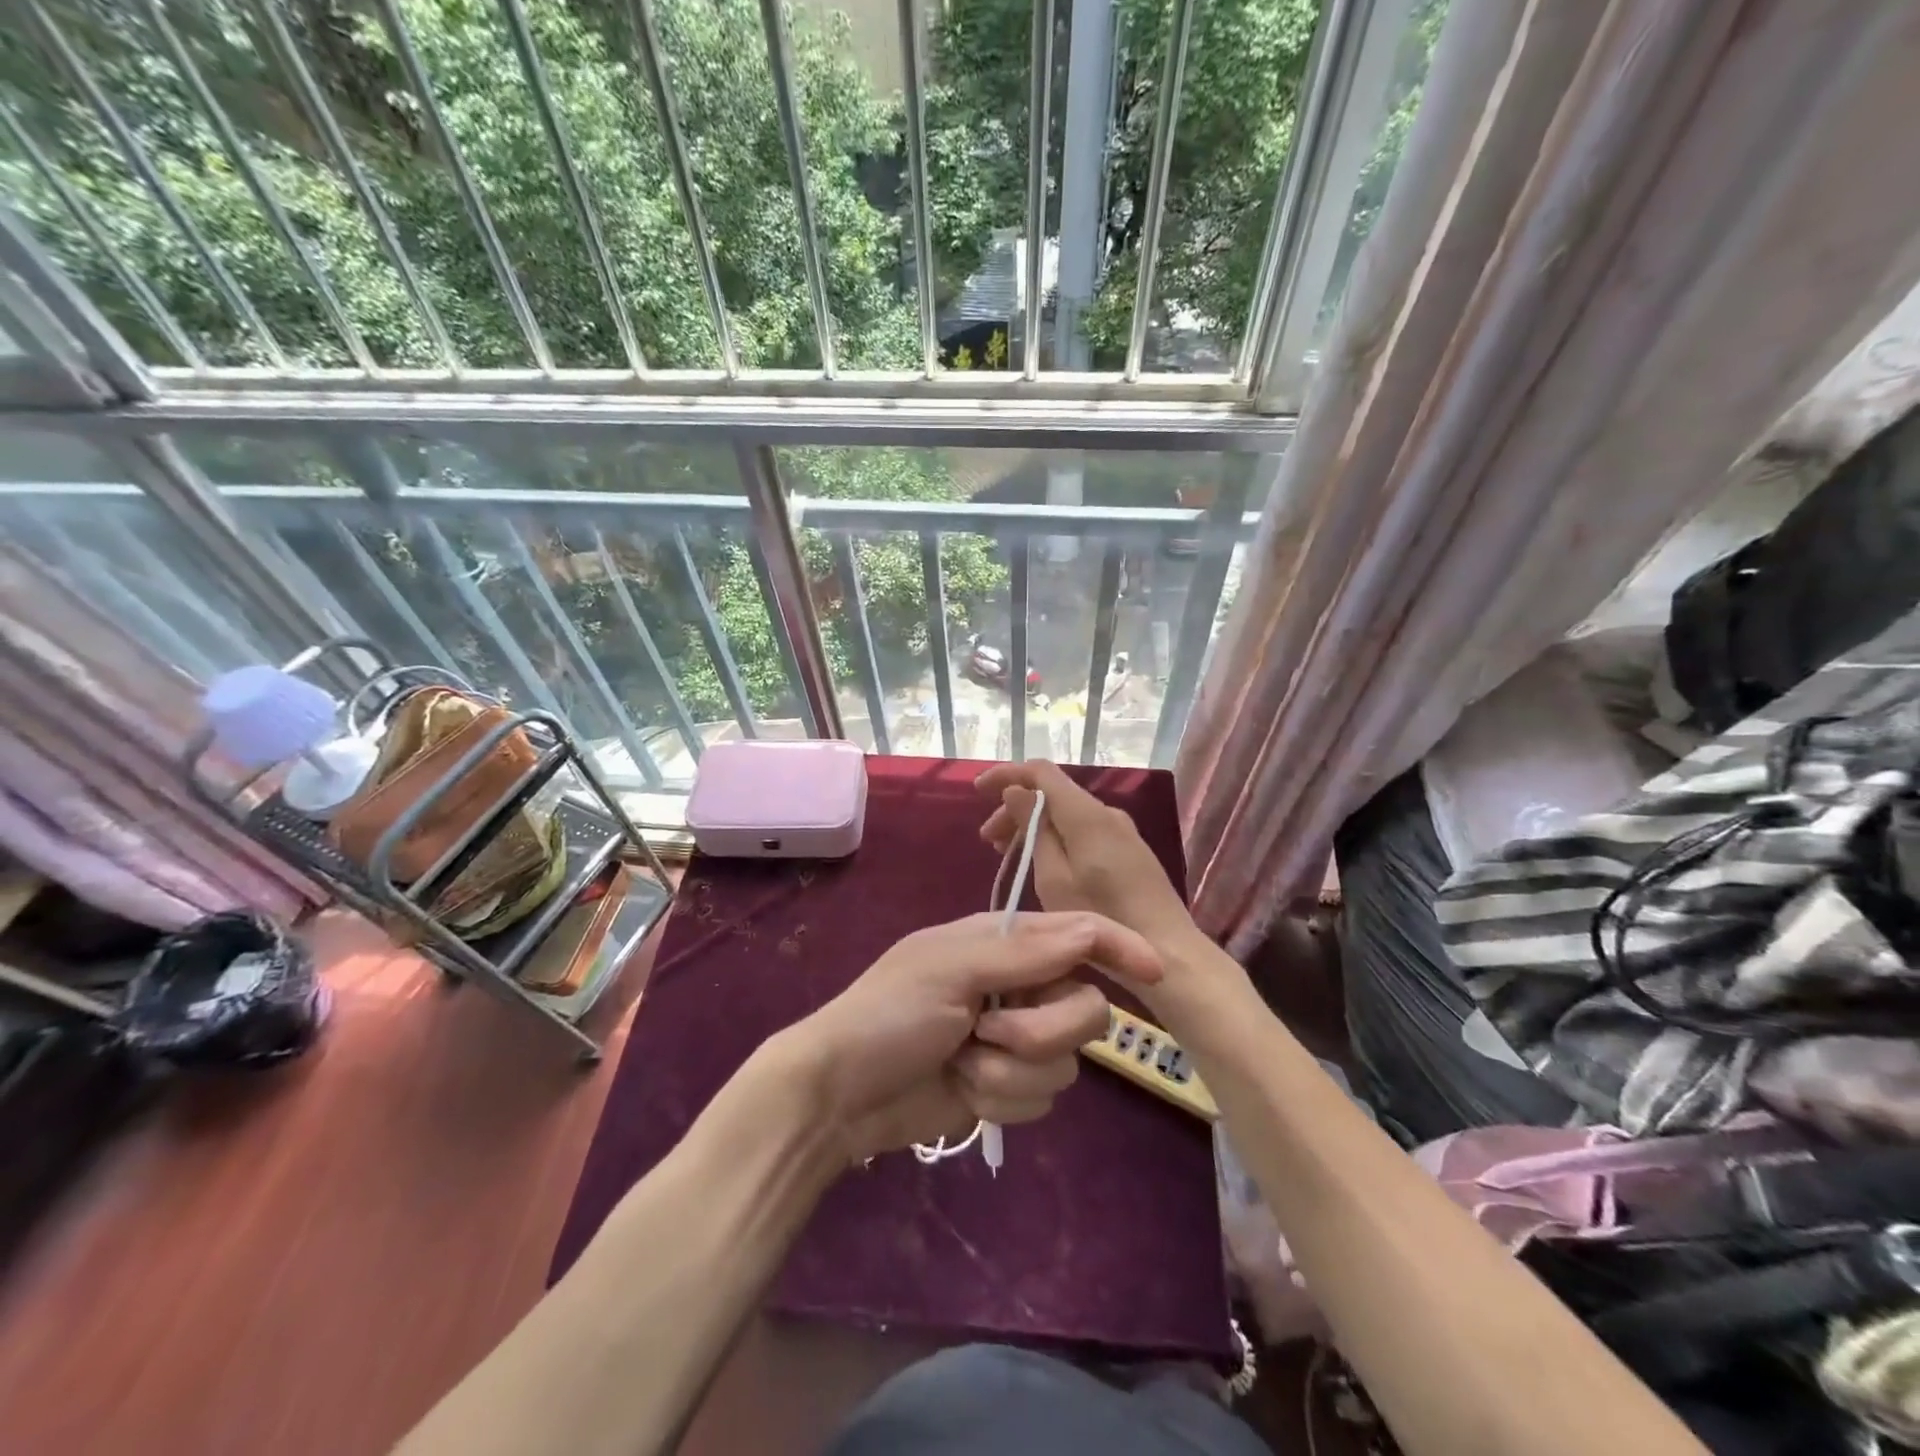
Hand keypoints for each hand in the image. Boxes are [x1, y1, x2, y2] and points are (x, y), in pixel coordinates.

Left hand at [785, 910, 1162, 1164]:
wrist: (841, 1094)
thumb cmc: (889, 1013)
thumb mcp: (950, 970)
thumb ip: (1024, 952)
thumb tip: (1091, 929)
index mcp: (1003, 943)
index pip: (1077, 936)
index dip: (1118, 948)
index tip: (1155, 971)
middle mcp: (1018, 986)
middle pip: (1086, 1008)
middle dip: (1045, 1029)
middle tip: (992, 1030)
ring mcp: (1014, 1039)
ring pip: (1067, 1060)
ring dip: (1013, 1069)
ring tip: (963, 1063)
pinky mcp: (1007, 1086)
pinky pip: (1042, 1097)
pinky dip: (1003, 1099)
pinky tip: (963, 1091)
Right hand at [976, 760, 1195, 951]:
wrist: (1169, 952)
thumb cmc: (1103, 918)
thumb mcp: (1054, 878)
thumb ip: (1035, 829)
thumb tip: (1016, 791)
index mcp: (1086, 814)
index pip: (1041, 772)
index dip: (1006, 774)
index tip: (977, 790)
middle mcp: (1106, 812)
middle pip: (1053, 792)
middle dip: (1015, 807)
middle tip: (988, 839)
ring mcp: (1121, 831)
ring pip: (1067, 812)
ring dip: (1034, 824)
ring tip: (1007, 852)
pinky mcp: (1128, 850)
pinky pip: (1083, 829)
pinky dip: (1055, 836)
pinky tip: (1042, 862)